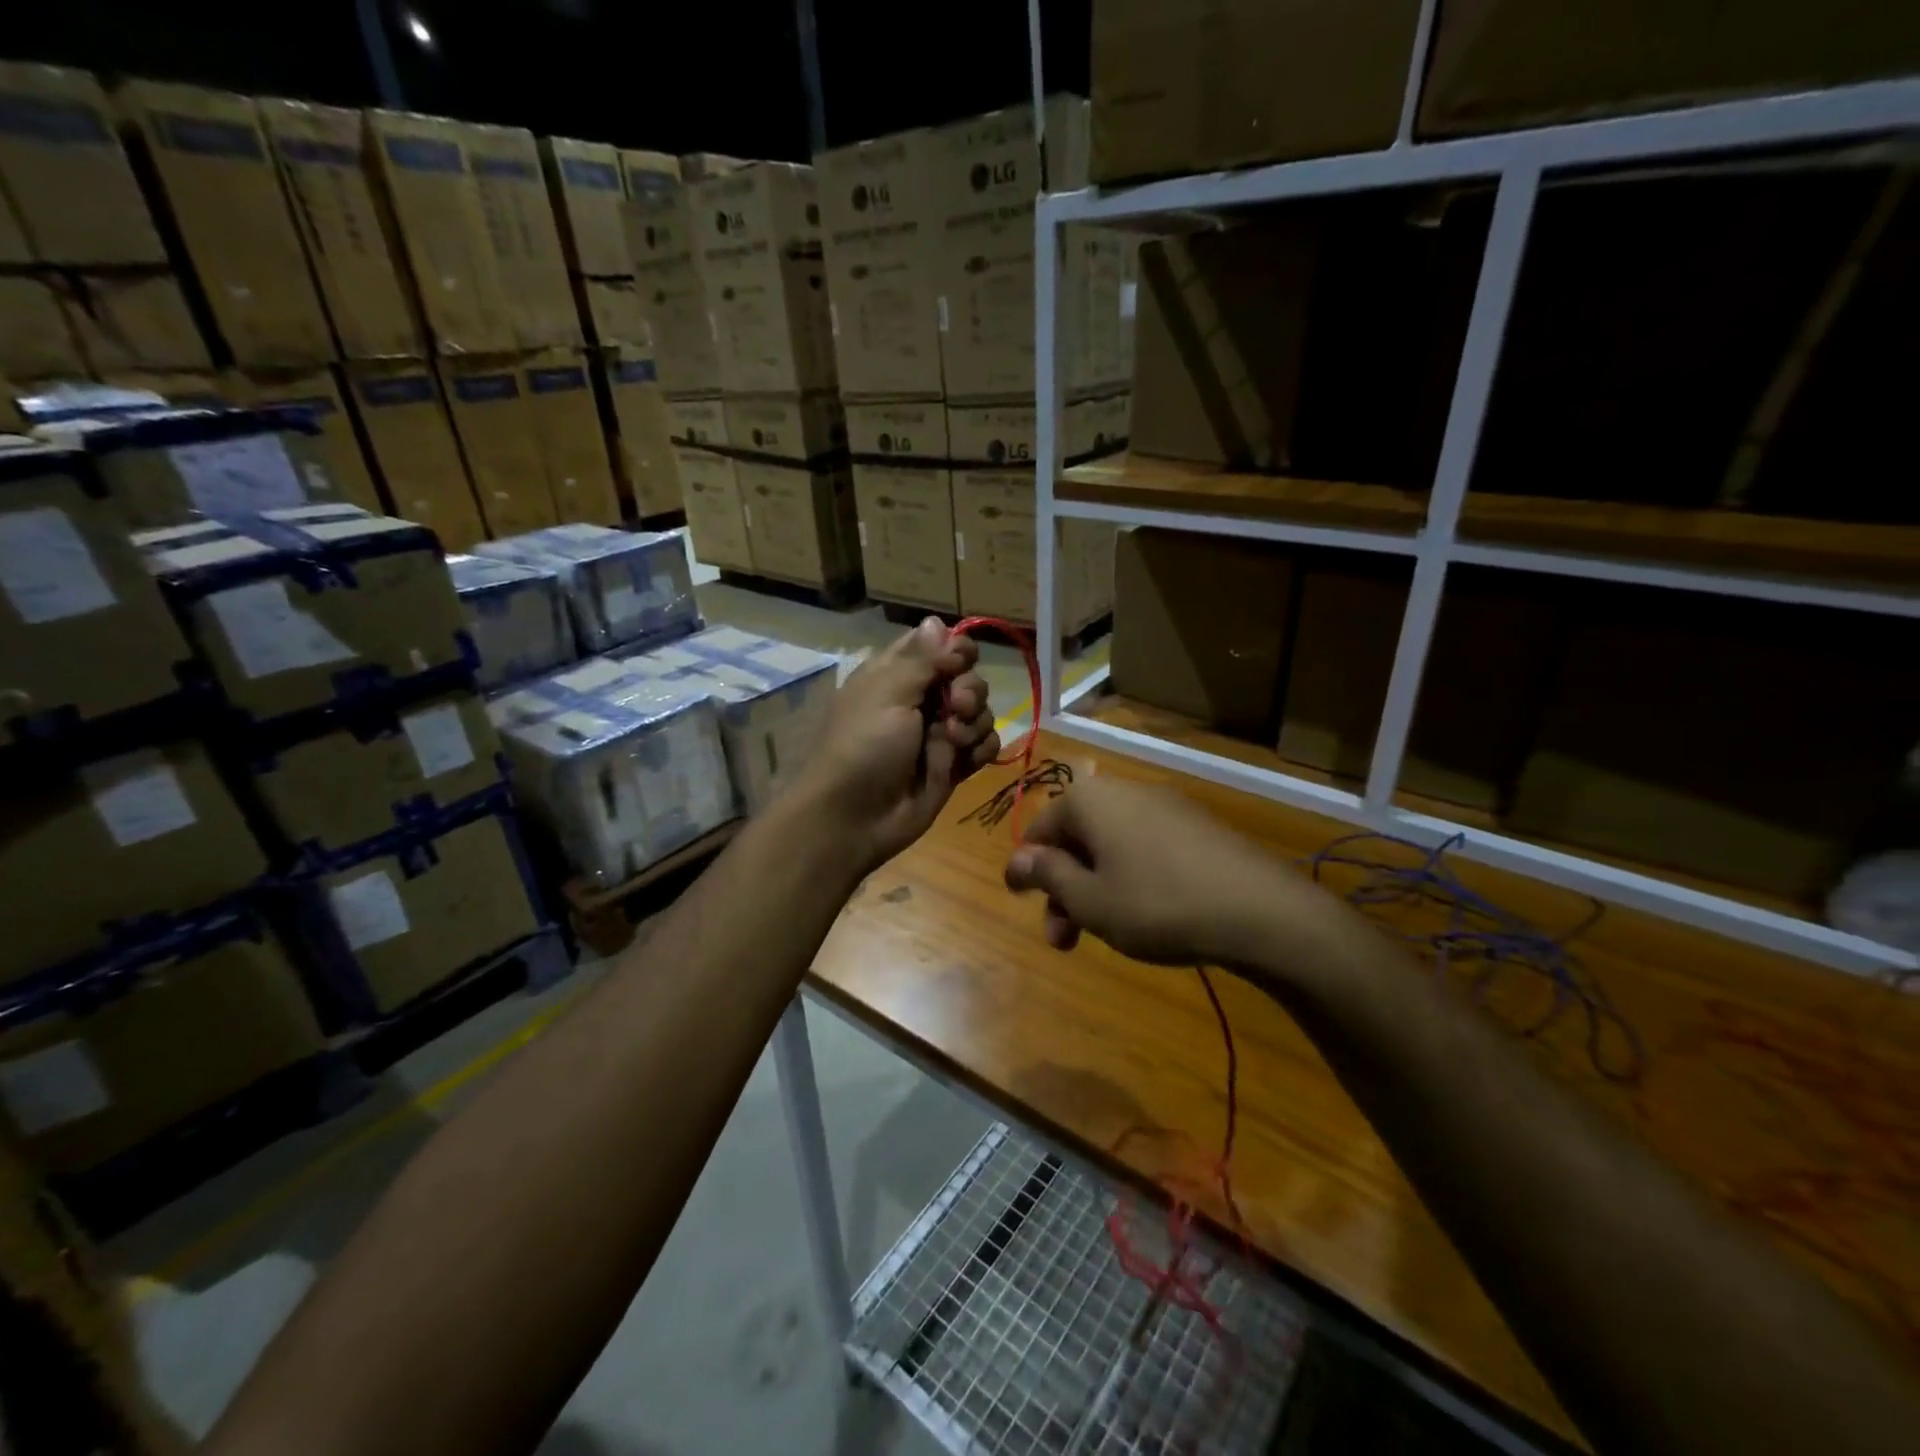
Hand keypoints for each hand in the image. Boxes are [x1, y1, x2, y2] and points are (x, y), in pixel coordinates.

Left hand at [799, 618, 999, 873]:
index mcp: (897, 674)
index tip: (955, 664)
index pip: (939, 645)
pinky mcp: (954, 764)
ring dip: (975, 723)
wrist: (854, 819)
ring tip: (953, 742)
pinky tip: (965, 760)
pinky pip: (985, 745)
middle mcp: (920, 699)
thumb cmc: (863, 747)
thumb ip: (921, 658)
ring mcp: (939, 733)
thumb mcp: (887, 693)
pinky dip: (981, 749)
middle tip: (954, 708)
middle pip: (968, 677)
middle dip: (969, 691)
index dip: (957, 651)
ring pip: (981, 711)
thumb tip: (937, 619)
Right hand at [1003, 778, 1342, 977]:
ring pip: (1111, 847)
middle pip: (1077, 839)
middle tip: (1063, 938)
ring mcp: (1165, 806)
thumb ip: (1048, 876)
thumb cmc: (1158, 904)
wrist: (1262, 911)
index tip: (1021, 902)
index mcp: (1089, 800)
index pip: (1040, 829)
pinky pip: (1144, 848)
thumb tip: (1016, 859)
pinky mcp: (1196, 826)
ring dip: (1095, 888)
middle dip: (1063, 889)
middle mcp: (1124, 792)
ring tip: (1103, 935)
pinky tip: (1144, 915)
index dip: (1026, 868)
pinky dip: (1129, 878)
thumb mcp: (1091, 900)